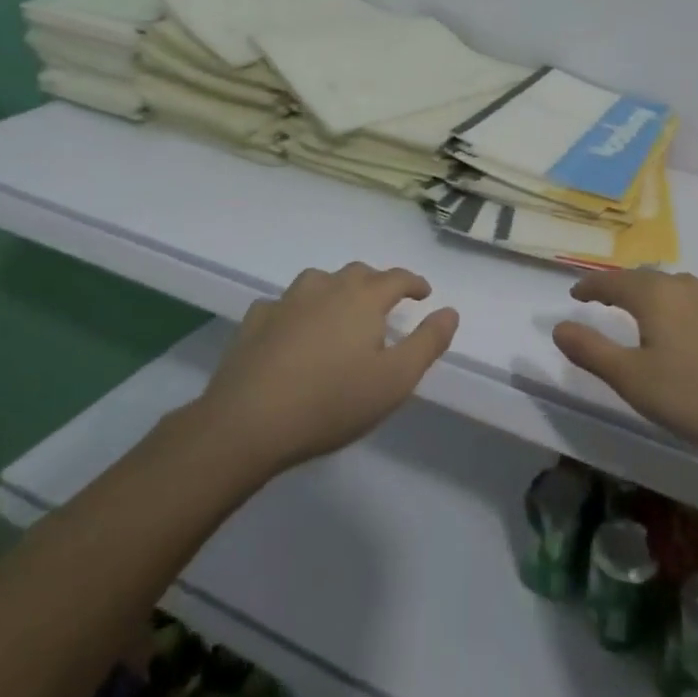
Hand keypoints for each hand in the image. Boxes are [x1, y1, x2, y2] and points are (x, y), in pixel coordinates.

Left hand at [199, 263, 458, 475]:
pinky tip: (293, 330)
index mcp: (363, 298)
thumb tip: (450, 311)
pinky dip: (296, 311)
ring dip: (336, 290)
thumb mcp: (396, 380)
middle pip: (358, 273)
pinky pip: (282, 304)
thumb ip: (428, 342)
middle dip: (377, 284)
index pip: (397, 278)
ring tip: (340, 311)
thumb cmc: (332, 401)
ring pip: (319, 281)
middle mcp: (326, 288)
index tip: (424, 294)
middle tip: (385, 305)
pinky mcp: (254, 321)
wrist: (247, 422)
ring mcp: (286, 302)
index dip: (414, 283)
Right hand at [552, 270, 697, 454]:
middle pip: (649, 279)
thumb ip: (593, 352)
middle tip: (610, 297)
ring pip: (682, 289)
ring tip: (652, 312)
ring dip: (660, 296)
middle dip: (625, 286)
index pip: (614, 282)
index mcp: (656, 297)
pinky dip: (692, 313)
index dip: (591, 286)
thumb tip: (558, 326)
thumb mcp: (633, 380)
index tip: (575, 292)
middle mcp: (688, 288)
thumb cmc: (697, 393)